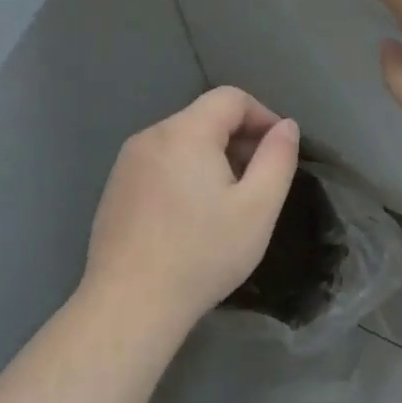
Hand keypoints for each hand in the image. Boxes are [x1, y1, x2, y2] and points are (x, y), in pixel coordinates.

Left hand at [82, 88, 299, 330]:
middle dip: (240, 140)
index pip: (231, 98)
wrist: (130, 304)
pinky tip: (193, 218)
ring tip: (229, 202)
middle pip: (204, 118)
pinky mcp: (115, 190)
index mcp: (185, 132)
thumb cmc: (202, 254)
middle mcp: (150, 137)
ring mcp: (126, 164)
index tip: (281, 151)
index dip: (264, 116)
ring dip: (213, 159)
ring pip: (182, 142)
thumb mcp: (258, 208)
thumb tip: (286, 126)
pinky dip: (186, 175)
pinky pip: (160, 165)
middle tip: (260, 183)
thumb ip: (278, 159)